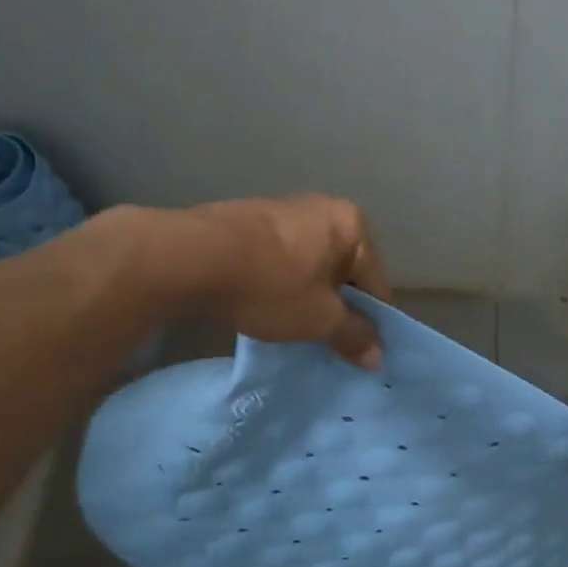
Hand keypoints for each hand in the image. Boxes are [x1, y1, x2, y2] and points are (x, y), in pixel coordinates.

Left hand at [193, 194, 391, 368]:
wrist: (189, 258)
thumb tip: (378, 357)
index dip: (371, 323)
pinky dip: (282, 285)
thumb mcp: (319, 319)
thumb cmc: (270, 286)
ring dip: (309, 297)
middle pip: (344, 272)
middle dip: (338, 308)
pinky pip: (283, 261)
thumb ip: (354, 335)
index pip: (376, 283)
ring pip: (312, 267)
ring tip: (294, 329)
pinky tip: (266, 308)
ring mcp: (285, 211)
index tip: (360, 353)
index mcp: (352, 225)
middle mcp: (324, 209)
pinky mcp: (252, 221)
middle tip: (326, 343)